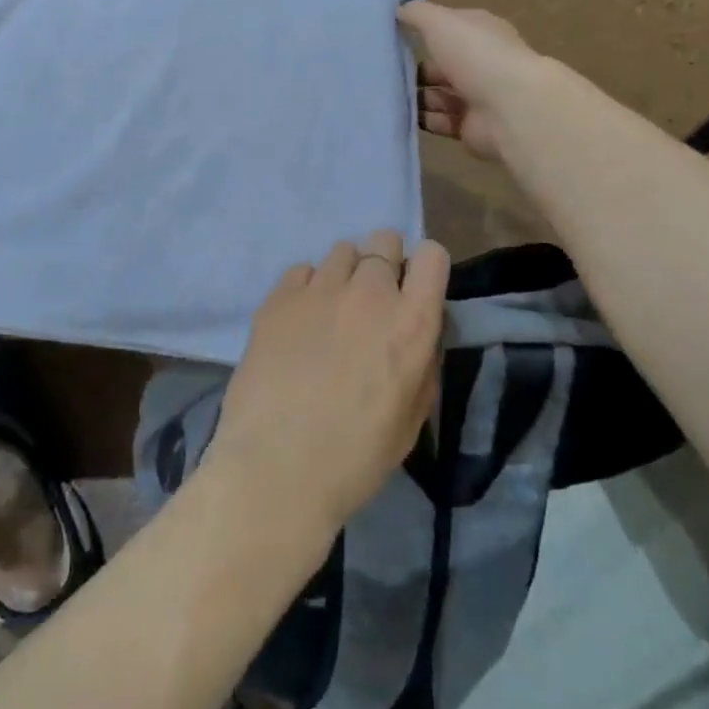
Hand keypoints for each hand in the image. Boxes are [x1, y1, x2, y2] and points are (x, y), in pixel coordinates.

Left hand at [205, 230, 449, 538]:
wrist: (277, 468)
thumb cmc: (356, 457)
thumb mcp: (412, 418)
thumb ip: (421, 362)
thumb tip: (415, 336)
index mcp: (411, 323)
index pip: (431, 256)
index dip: (424, 268)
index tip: (413, 289)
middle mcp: (369, 293)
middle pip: (384, 240)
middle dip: (384, 263)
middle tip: (371, 301)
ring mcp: (320, 290)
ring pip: (341, 251)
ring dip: (344, 274)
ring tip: (330, 312)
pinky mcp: (278, 297)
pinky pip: (301, 270)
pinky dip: (306, 288)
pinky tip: (298, 322)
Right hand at [398, 2, 546, 161]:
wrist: (510, 108)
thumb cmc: (475, 55)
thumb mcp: (440, 22)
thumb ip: (416, 14)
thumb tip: (398, 7)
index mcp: (480, 33)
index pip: (449, 29)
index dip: (424, 31)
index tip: (393, 37)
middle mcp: (481, 63)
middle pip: (442, 65)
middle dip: (415, 70)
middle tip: (385, 74)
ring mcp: (478, 97)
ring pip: (438, 95)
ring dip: (416, 97)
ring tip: (390, 97)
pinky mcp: (471, 127)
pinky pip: (441, 122)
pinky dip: (423, 120)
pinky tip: (403, 117)